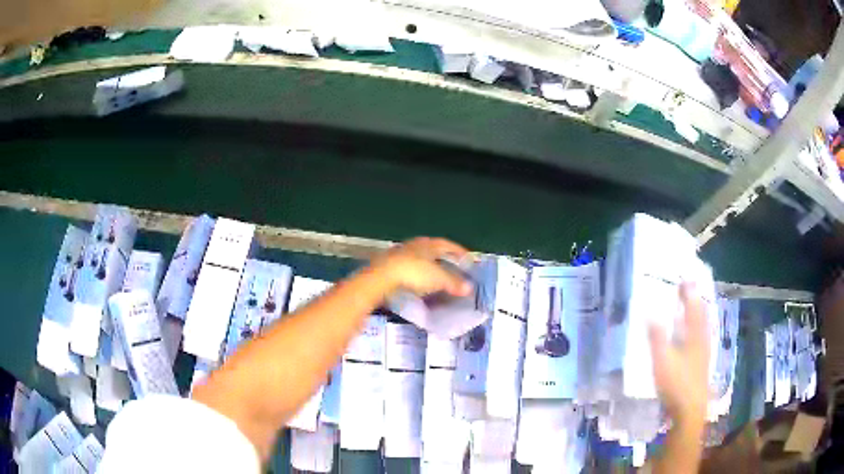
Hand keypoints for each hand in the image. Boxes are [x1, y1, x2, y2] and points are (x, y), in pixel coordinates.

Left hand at [370, 237, 472, 297]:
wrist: (381, 276)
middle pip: (433, 249)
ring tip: (436, 275)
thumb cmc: (414, 273)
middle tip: (452, 266)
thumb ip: (453, 283)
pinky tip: (417, 281)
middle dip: (443, 257)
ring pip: (419, 257)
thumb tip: (469, 288)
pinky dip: (416, 273)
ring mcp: (400, 253)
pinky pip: (408, 266)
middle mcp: (415, 244)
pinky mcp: (389, 264)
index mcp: (429, 244)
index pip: (448, 244)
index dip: (458, 251)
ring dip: (428, 265)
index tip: (467, 258)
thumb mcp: (438, 279)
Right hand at [648, 283, 709, 429]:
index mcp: (695, 335)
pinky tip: (694, 335)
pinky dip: (698, 328)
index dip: (689, 292)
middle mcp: (702, 339)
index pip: (693, 307)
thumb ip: (657, 337)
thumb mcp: (662, 360)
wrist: (690, 410)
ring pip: (703, 326)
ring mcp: (704, 352)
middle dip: (695, 300)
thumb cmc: (677, 383)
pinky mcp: (702, 364)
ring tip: (693, 306)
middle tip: (689, 289)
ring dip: (698, 313)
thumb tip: (650, 312)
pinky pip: (702, 337)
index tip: (684, 278)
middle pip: (702, 314)